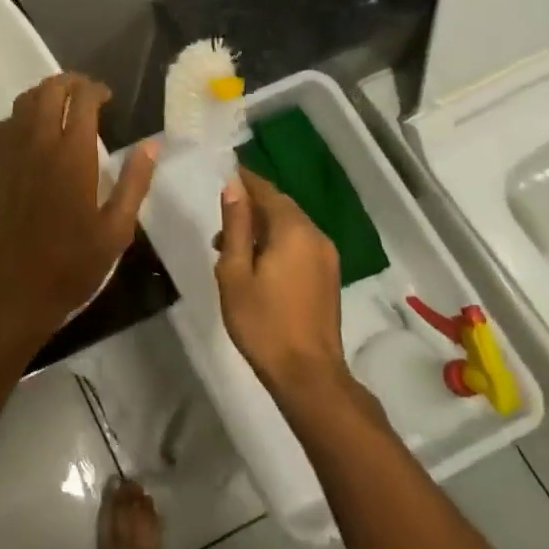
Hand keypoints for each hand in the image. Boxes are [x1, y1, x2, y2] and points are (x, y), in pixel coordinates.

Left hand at [0, 73, 157, 361]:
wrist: (11, 291)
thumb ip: (134, 183)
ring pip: (24, 101)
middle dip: (71, 83)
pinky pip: (6, 123)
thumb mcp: (115, 231)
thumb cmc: (71, 265)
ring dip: (46, 94)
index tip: (108, 98)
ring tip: (63, 106)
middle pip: (50, 90)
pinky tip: (35, 132)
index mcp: (72, 155)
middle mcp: (38, 143)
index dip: (97, 90)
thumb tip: (151, 145)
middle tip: (87, 95)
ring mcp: (10, 152)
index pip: (83, 99)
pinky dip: (23, 115)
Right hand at [215, 169, 354, 399]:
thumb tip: (233, 187)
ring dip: (262, 227)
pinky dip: (277, 242)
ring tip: (230, 247)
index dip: (244, 180)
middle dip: (251, 206)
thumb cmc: (262, 322)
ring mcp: (327, 257)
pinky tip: (256, 262)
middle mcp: (316, 235)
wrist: (307, 374)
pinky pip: (300, 244)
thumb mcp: (235, 271)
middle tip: (220, 218)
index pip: (266, 190)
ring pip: (291, 226)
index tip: (222, 174)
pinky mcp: (328, 276)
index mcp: (293, 230)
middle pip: (281, 206)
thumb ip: (235, 225)